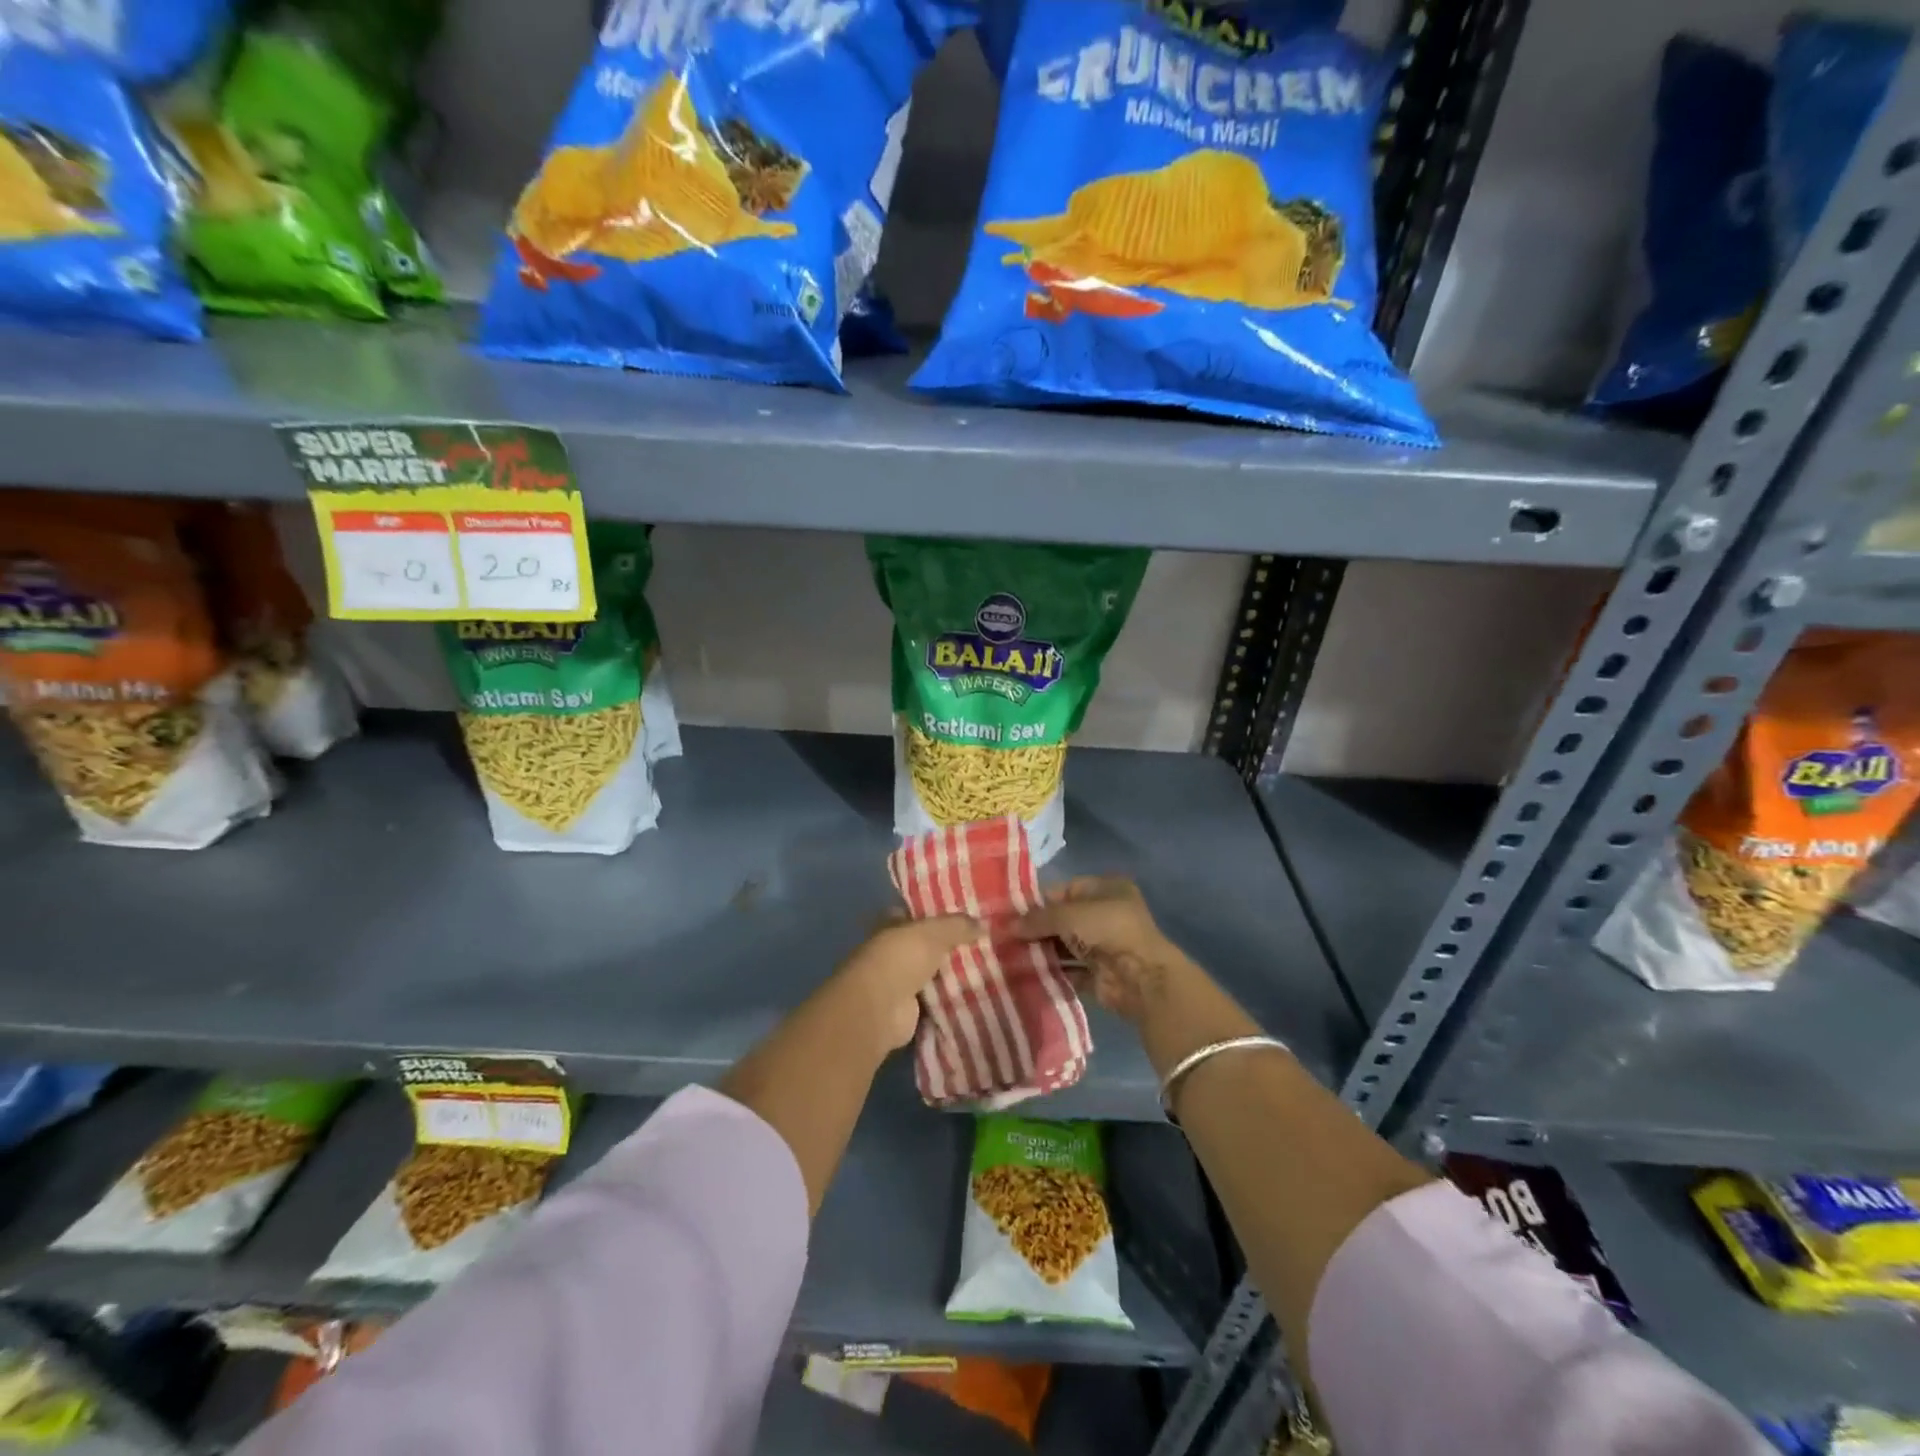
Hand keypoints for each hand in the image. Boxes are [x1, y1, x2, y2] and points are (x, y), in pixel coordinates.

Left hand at [833, 913, 981, 1052]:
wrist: (881, 1007)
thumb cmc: (901, 957)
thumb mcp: (934, 932)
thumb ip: (958, 925)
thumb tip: (983, 924)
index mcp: (891, 926)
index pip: (915, 914)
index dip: (937, 913)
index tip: (965, 914)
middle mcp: (892, 952)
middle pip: (925, 945)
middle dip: (948, 946)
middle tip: (983, 943)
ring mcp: (899, 982)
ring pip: (931, 973)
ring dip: (951, 973)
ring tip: (986, 968)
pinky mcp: (908, 1009)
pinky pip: (935, 1000)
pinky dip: (950, 999)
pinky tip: (975, 995)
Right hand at [1013, 877, 1188, 1024]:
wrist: (1141, 978)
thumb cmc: (1107, 930)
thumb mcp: (1068, 915)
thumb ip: (1037, 918)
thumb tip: (1007, 926)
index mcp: (1106, 890)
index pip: (1065, 890)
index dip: (1038, 900)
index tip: (1010, 912)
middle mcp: (1106, 916)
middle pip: (1063, 920)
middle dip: (1036, 928)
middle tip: (1004, 936)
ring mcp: (1104, 947)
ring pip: (1065, 947)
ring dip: (1041, 951)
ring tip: (1008, 955)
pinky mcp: (1100, 976)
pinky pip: (1070, 972)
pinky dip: (1051, 973)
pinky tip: (1025, 974)